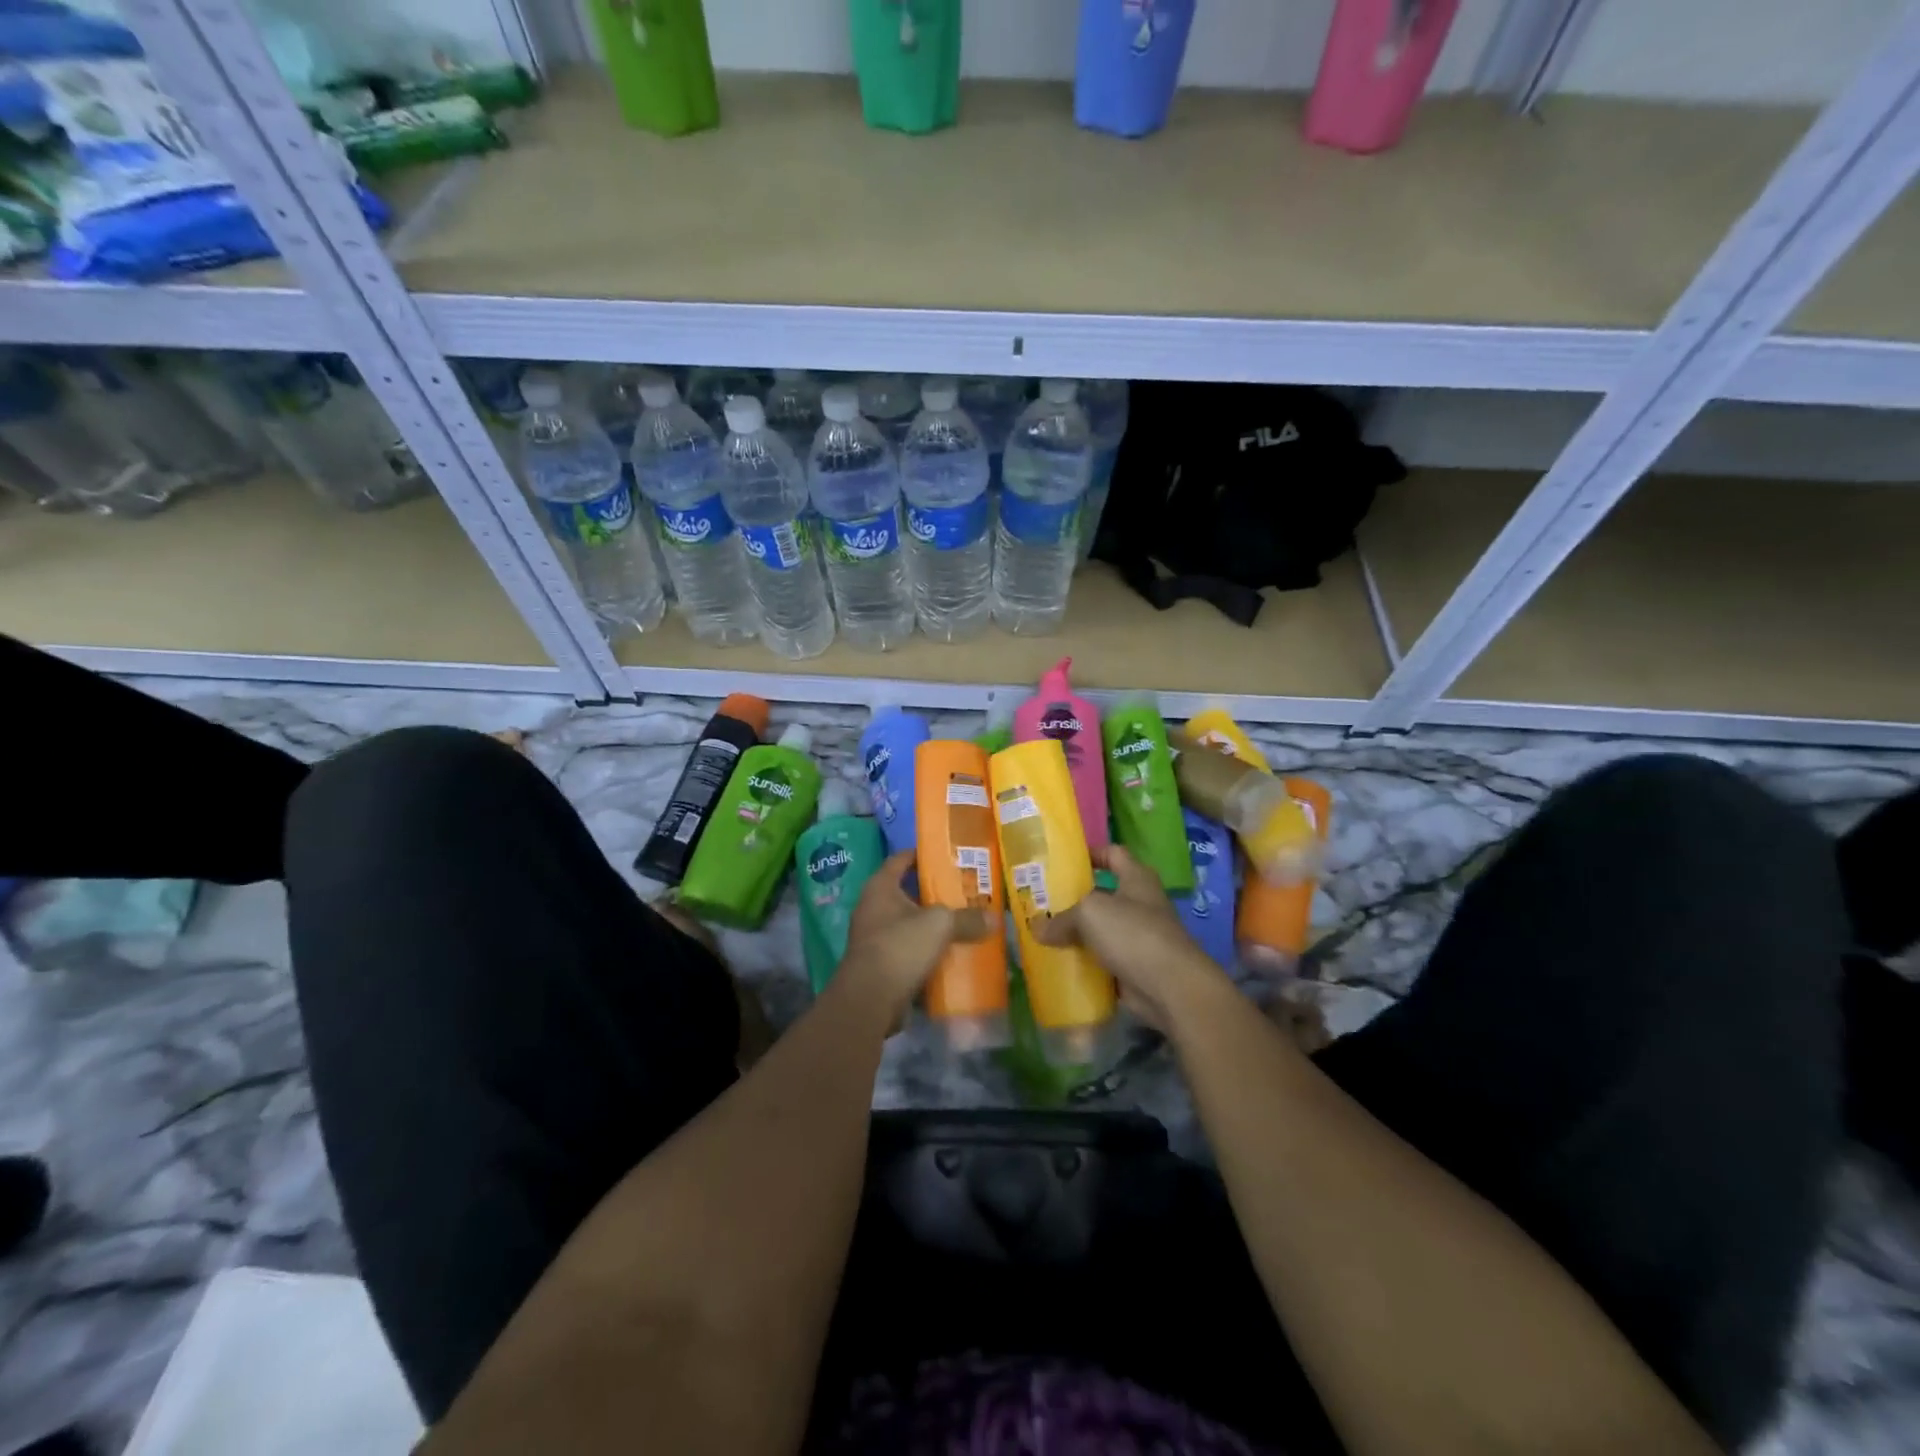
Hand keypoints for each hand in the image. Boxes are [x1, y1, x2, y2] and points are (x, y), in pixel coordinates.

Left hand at [839, 851, 989, 1026]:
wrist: (870, 999)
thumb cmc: (900, 946)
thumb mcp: (939, 925)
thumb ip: (967, 918)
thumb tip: (995, 919)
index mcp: (880, 888)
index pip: (899, 860)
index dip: (921, 854)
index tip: (945, 854)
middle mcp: (873, 909)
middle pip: (908, 893)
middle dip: (935, 894)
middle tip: (965, 892)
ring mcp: (875, 939)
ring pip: (910, 925)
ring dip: (933, 927)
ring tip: (964, 923)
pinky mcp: (881, 966)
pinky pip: (910, 952)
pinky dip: (928, 953)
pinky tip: (952, 956)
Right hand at [1032, 845, 1231, 1031]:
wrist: (1172, 988)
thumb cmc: (1133, 933)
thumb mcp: (1090, 913)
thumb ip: (1062, 919)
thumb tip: (1037, 928)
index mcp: (1136, 878)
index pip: (1112, 853)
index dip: (1090, 853)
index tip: (1060, 860)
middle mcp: (1139, 904)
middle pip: (1101, 894)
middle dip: (1073, 898)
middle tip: (1041, 901)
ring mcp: (1138, 937)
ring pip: (1099, 930)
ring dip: (1075, 934)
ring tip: (1042, 933)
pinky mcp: (1133, 967)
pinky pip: (1101, 960)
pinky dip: (1083, 963)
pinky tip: (1058, 964)